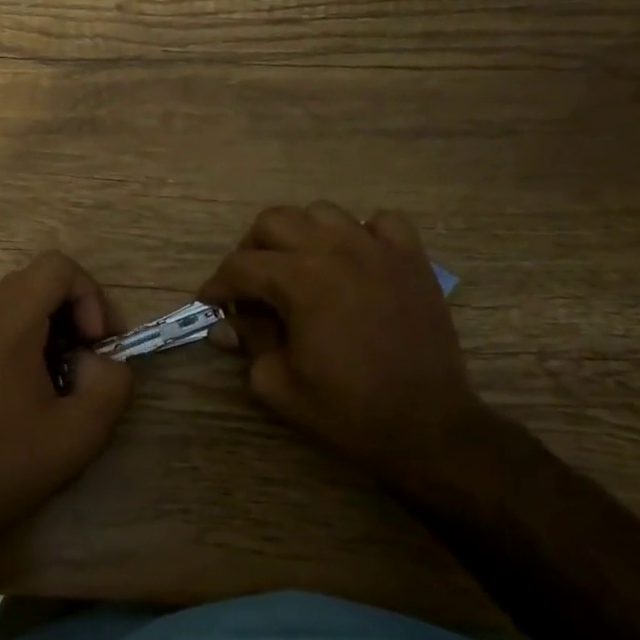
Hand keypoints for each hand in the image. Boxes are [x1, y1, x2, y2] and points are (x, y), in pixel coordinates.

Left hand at [0, 251, 134, 554]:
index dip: (90, 296)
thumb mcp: (82, 431)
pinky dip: (35, 333)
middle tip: (92, 355)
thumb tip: (103, 361)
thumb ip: (113, 382)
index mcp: (8, 322)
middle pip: (42, 276)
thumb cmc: (10, 462)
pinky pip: (8, 317)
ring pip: (26, 295)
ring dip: (58, 321)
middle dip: (79, 307)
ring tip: (70, 369)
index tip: (96, 344)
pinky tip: (42, 380)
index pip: (58, 267)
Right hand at [200, 203, 485, 485]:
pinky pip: (380, 222)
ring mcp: (378, 249)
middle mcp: (336, 250)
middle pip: (274, 221)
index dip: (217, 285)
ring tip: (300, 267)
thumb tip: (225, 324)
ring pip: (322, 212)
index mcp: (300, 280)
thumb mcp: (279, 385)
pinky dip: (361, 233)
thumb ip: (249, 343)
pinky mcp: (411, 258)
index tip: (210, 302)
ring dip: (300, 235)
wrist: (428, 426)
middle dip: (251, 250)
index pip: (240, 266)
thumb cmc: (348, 410)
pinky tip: (355, 260)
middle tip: (251, 285)